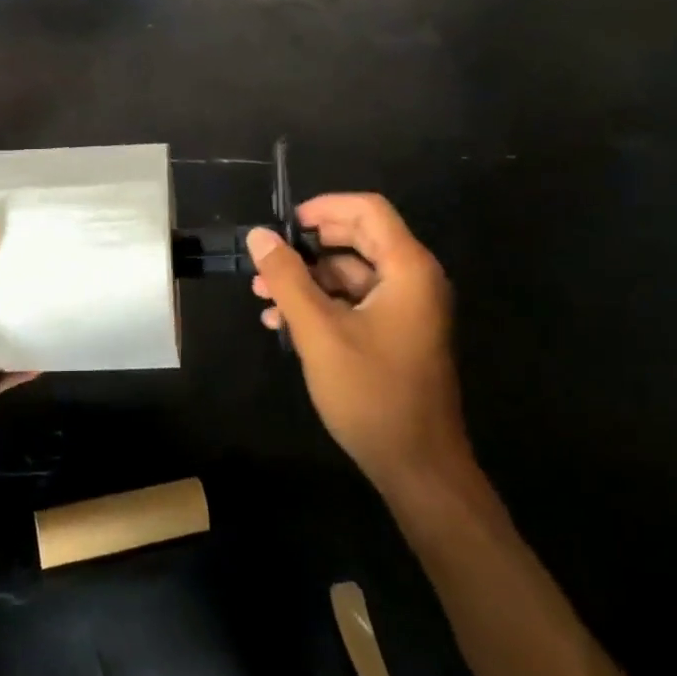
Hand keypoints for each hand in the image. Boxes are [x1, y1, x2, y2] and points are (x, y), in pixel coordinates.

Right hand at [247, 194, 477, 515]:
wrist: (418, 468)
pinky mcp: (397, 334)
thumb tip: (258, 236)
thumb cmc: (371, 393)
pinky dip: (321, 304)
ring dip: (307, 279)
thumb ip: (287, 278)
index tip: (285, 225)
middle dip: (307, 247)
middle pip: (358, 239)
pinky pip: (356, 302)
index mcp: (407, 269)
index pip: (368, 210)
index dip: (324, 207)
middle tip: (267, 259)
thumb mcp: (319, 331)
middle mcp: (414, 280)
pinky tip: (282, 323)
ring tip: (261, 296)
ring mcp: (407, 309)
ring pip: (351, 273)